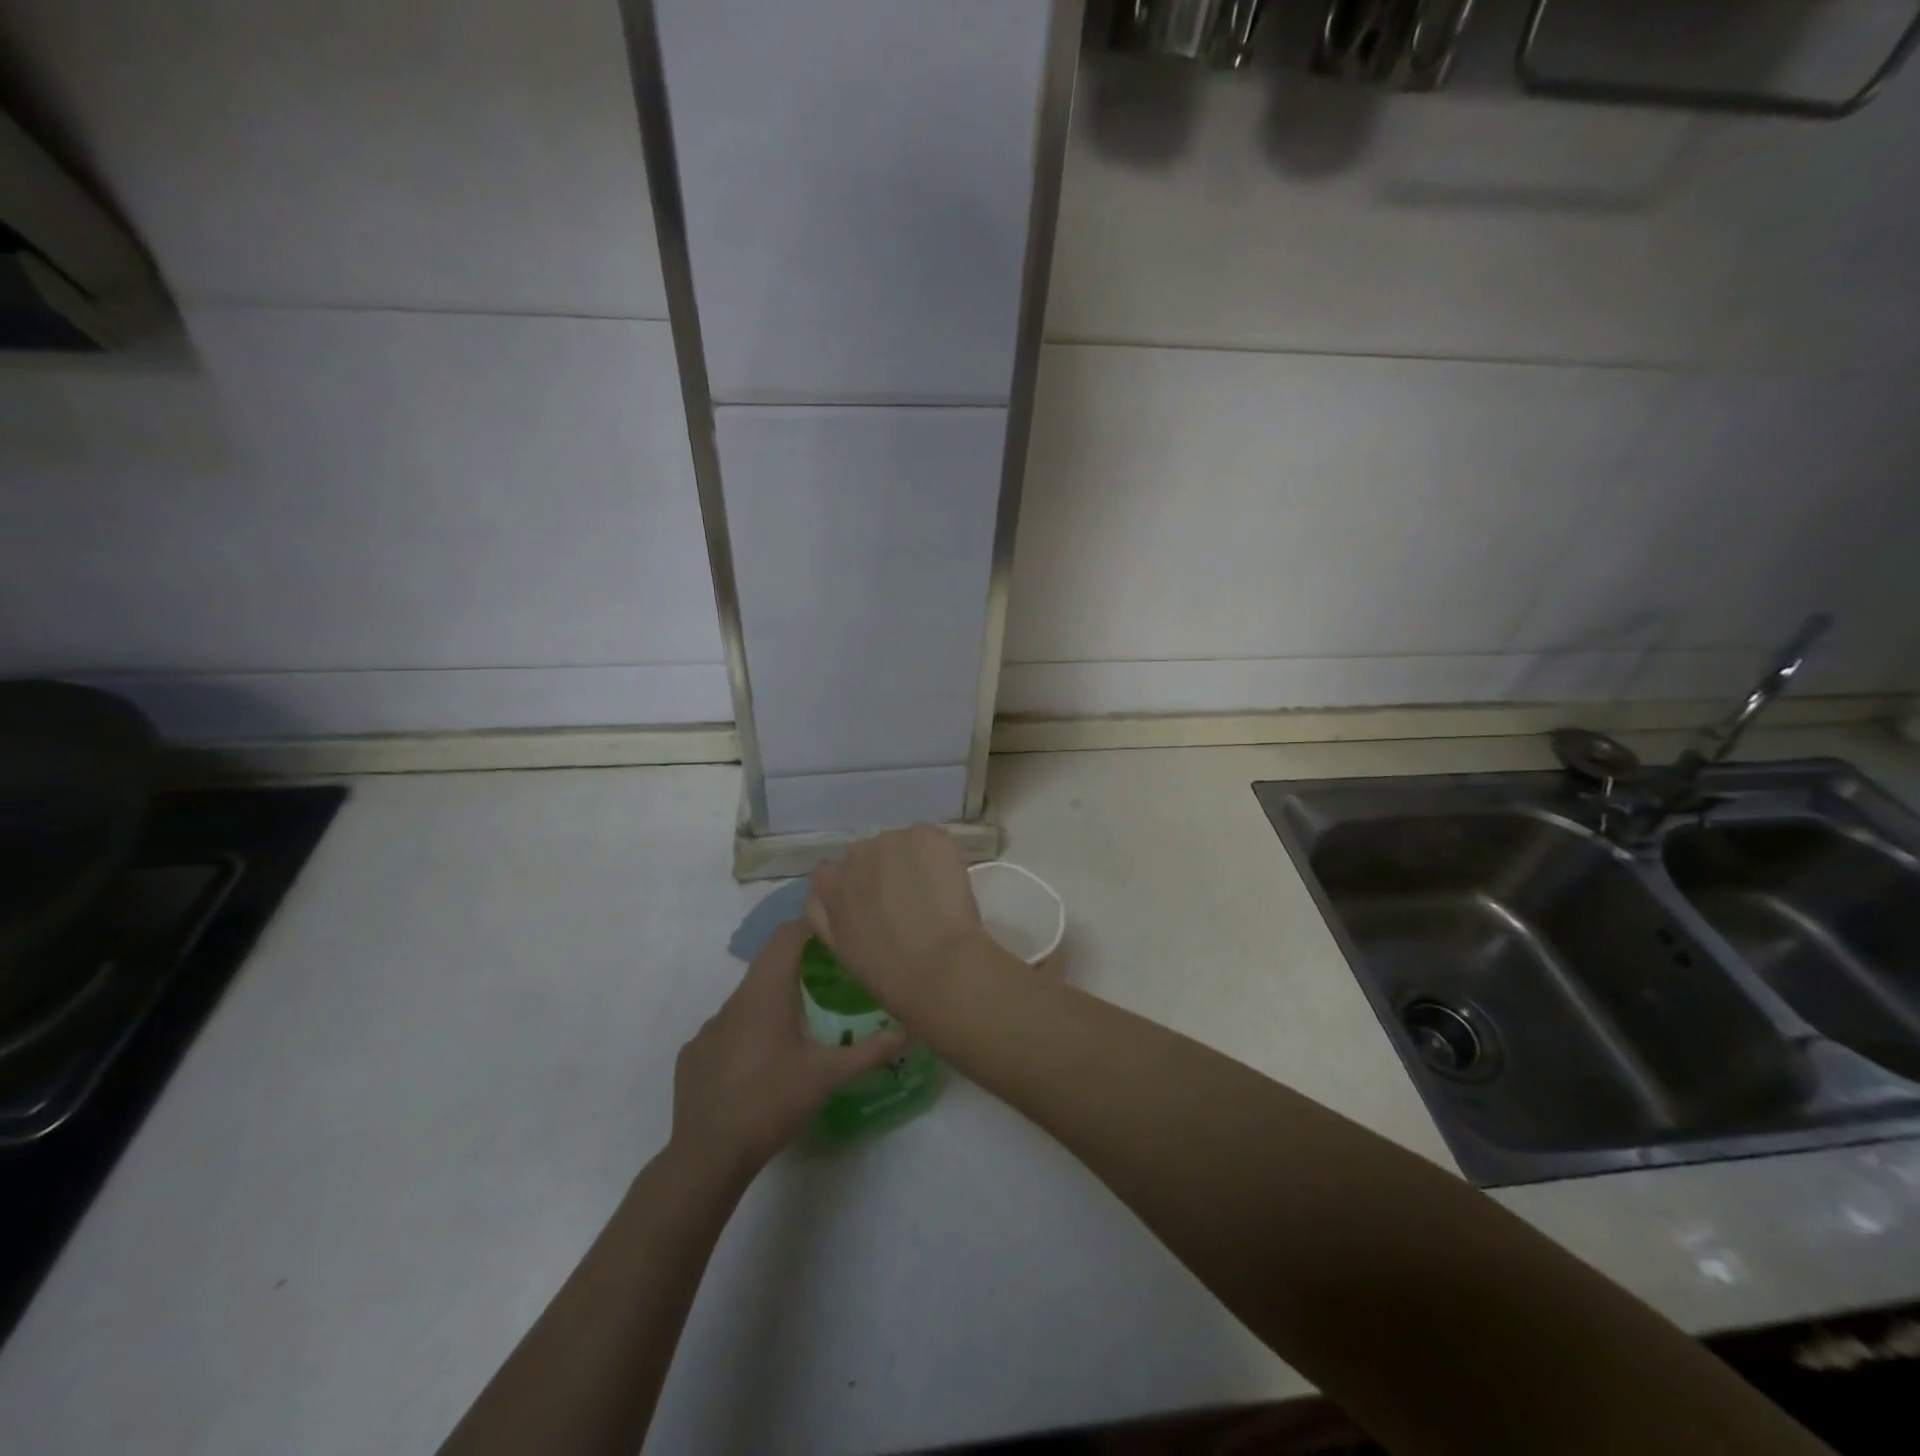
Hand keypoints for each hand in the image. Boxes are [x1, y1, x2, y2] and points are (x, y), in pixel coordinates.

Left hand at [671, 921, 904, 1177]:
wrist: (706, 1156)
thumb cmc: (771, 1103)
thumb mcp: (828, 1076)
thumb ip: (870, 1051)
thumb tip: (908, 1033)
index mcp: (765, 994)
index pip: (786, 937)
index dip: (810, 925)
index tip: (836, 931)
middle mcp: (733, 1001)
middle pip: (767, 964)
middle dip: (798, 963)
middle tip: (830, 976)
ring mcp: (709, 1029)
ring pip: (746, 999)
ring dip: (773, 1000)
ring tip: (800, 1023)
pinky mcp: (694, 1055)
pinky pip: (727, 1030)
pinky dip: (748, 1032)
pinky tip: (762, 1063)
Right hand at [805, 824, 991, 1010]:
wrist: (939, 966)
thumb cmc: (887, 971)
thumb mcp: (839, 947)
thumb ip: (824, 913)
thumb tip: (822, 891)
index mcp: (830, 883)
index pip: (832, 871)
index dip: (855, 886)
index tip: (873, 904)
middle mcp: (856, 853)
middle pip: (869, 854)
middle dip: (883, 871)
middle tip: (906, 901)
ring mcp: (893, 839)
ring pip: (902, 845)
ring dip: (911, 861)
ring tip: (930, 894)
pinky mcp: (927, 835)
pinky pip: (930, 840)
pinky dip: (938, 856)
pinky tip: (947, 883)